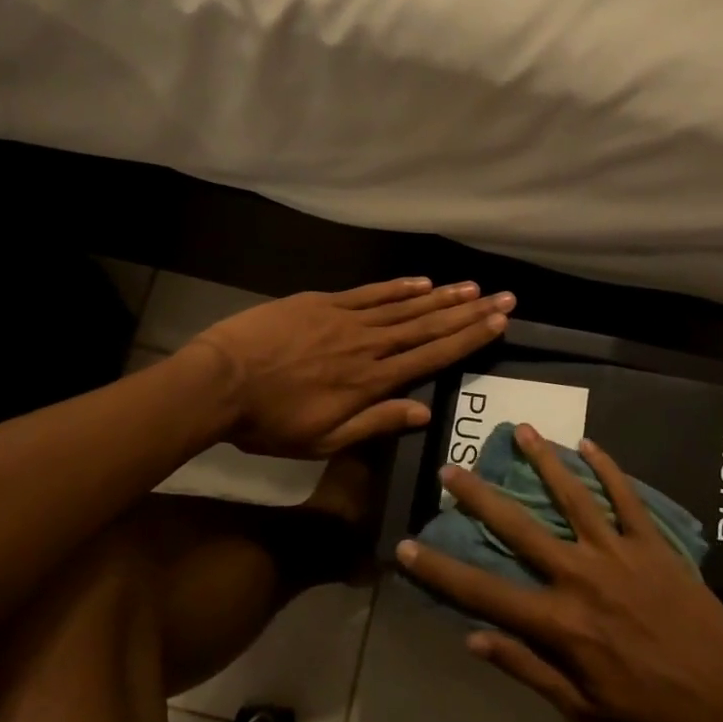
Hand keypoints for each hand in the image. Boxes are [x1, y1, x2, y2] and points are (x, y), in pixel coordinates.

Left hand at [186, 278, 514, 456]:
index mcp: (370, 381)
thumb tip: (424, 413)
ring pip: (403, 306)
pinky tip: (422, 282)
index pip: (431, 356)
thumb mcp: (323, 440)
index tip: (498, 322)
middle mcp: (368, 345)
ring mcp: (346, 319)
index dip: (468, 339)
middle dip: (468, 312)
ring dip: (441, 296)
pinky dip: (398, 287)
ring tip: (472, 287)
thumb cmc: (270, 421)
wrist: (220, 381)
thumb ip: (375, 423)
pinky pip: (369, 293)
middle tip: (503, 297)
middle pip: (427, 325)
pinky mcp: (323, 303)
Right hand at [395, 425, 722, 721]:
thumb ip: (525, 667)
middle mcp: (579, 576)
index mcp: (558, 622)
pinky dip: (607, 467)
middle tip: (451, 466)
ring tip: (520, 429)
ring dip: (543, 460)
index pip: (483, 591)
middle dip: (479, 496)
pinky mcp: (652, 542)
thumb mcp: (580, 707)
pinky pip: (625, 496)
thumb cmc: (648, 711)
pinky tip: (589, 443)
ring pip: (572, 495)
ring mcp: (617, 552)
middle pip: (518, 527)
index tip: (405, 545)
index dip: (439, 569)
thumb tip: (473, 637)